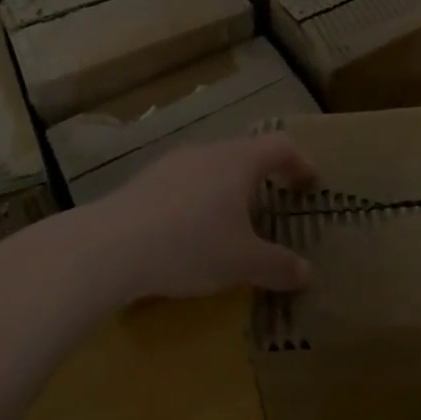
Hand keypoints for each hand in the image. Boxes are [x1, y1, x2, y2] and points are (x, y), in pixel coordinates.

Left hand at [94, 135, 316, 300]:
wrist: (111, 246)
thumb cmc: (191, 245)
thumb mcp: (242, 263)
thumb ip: (278, 266)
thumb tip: (306, 273)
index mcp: (240, 161)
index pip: (280, 146)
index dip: (299, 163)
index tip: (309, 184)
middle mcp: (209, 151)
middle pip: (245, 153)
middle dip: (263, 177)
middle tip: (272, 204)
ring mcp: (173, 162)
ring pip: (212, 166)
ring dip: (227, 188)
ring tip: (229, 221)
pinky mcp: (145, 180)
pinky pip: (184, 181)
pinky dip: (197, 198)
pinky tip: (187, 231)